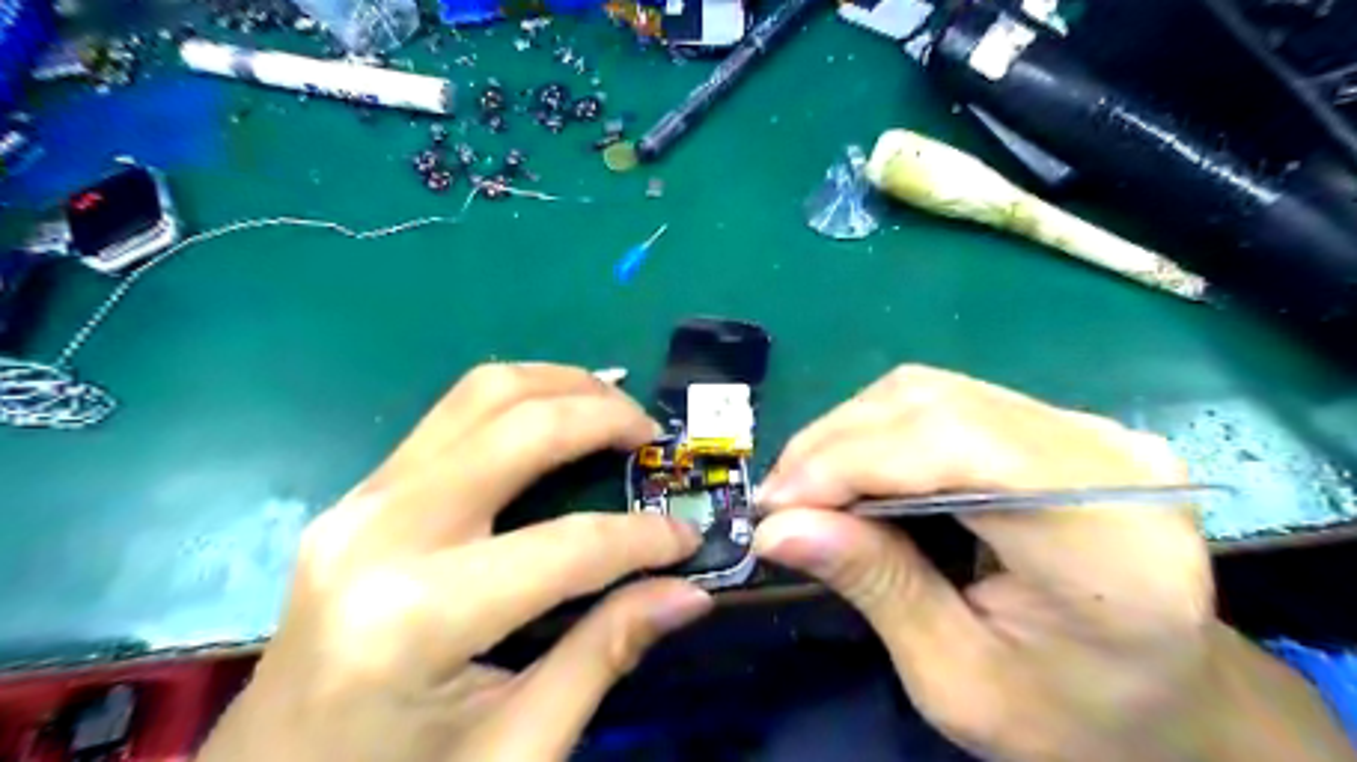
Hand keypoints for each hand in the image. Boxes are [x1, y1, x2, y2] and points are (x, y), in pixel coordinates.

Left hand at [201, 364, 712, 761]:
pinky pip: (452, 416)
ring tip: (613, 405)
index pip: (567, 547)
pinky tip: (555, 417)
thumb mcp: (516, 747)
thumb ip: (604, 654)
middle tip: (653, 435)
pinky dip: (518, 401)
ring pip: (479, 395)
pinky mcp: (360, 495)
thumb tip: (688, 593)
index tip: (688, 538)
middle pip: (517, 428)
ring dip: (560, 385)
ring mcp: (360, 502)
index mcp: (416, 618)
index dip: (643, 538)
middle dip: (602, 416)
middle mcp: (381, 533)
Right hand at [752, 366, 1355, 759]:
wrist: (1170, 700)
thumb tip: (778, 527)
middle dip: (835, 445)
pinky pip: (947, 402)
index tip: (776, 506)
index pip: (957, 447)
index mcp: (1108, 543)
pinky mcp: (1059, 425)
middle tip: (780, 500)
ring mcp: (1088, 429)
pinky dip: (880, 432)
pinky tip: (853, 472)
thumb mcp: (960, 681)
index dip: (851, 461)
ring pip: (932, 392)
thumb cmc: (1074, 718)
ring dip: (850, 433)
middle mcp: (1106, 459)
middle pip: (937, 405)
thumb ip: (875, 588)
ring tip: (806, 488)